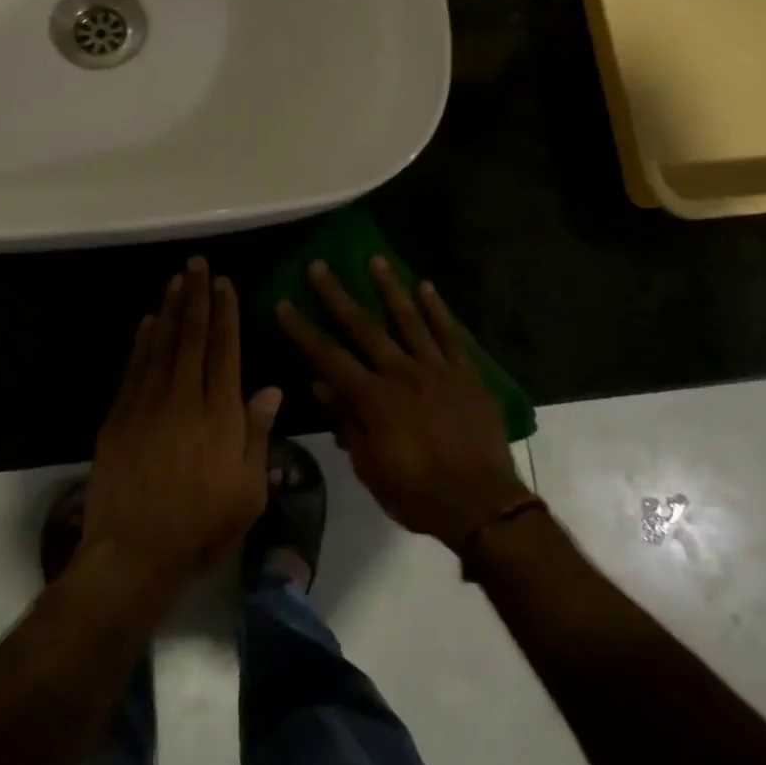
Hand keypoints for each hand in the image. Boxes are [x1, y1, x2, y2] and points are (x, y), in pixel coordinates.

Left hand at [82, 257, 282, 593]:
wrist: (133, 554)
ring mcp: (147, 405)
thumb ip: (257, 435)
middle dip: (197, 297)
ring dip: (170, 309)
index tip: (225, 284)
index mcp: (219, 414)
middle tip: (197, 264)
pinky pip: (134, 368)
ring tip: (176, 280)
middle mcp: (184, 398)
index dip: (226, 314)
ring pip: (161, 345)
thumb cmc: (201, 526)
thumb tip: (271, 389)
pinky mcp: (119, 417)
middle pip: (192, 337)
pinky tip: (147, 322)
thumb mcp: (248, 491)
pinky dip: (142, 341)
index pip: (224, 350)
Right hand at [276, 258, 526, 547]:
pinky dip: (437, 309)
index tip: (284, 303)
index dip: (303, 330)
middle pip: (364, 326)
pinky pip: (450, 334)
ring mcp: (436, 369)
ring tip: (374, 259)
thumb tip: (322, 384)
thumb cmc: (418, 493)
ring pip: (408, 319)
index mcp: (374, 398)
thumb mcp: (371, 467)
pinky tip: (426, 287)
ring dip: (389, 287)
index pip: (329, 356)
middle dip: (337, 295)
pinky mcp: (465, 373)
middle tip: (319, 265)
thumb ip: (348, 422)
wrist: (482, 504)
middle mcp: (401, 373)